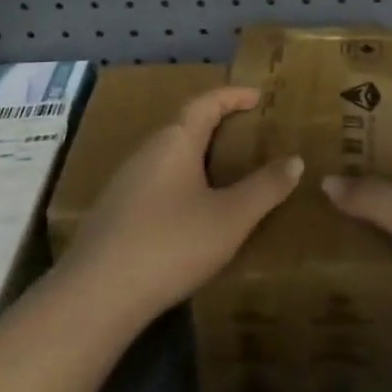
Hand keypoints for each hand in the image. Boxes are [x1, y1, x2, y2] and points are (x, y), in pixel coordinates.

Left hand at [62, 86, 302, 330]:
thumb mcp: (230, 218)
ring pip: (169, 155)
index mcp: (176, 140)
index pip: (207, 102)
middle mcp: (148, 151)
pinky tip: (191, 211)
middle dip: (217, 125)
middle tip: (248, 135)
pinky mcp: (115, 212)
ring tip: (225, 172)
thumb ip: (265, 188)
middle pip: (185, 125)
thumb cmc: (171, 243)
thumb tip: (295, 160)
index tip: (257, 96)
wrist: (96, 296)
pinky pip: (157, 181)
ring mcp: (125, 182)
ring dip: (198, 155)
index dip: (233, 95)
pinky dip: (182, 181)